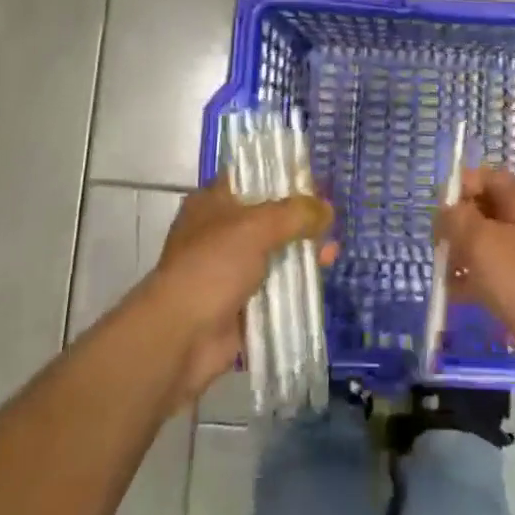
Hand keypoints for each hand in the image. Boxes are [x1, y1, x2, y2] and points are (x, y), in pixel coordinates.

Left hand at [151, 175, 335, 403]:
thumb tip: (327, 209)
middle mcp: (219, 232)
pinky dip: (295, 285)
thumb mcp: (257, 227)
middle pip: (268, 218)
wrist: (182, 336)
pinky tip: (321, 279)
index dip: (282, 179)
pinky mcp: (241, 303)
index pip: (251, 179)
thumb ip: (295, 214)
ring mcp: (229, 270)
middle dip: (300, 220)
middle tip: (331, 222)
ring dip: (301, 253)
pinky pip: (275, 288)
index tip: (315, 183)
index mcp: (212, 203)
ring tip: (332, 252)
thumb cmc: (213, 266)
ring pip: (274, 254)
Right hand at [435, 167, 514, 388]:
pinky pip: (495, 272)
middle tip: (439, 248)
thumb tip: (445, 211)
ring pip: (486, 243)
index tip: (439, 216)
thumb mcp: (480, 242)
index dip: (457, 189)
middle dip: (456, 226)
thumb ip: (455, 219)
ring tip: (444, 275)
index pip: (483, 177)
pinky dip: (475, 279)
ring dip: (462, 255)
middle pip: (482, 210)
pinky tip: (456, 296)